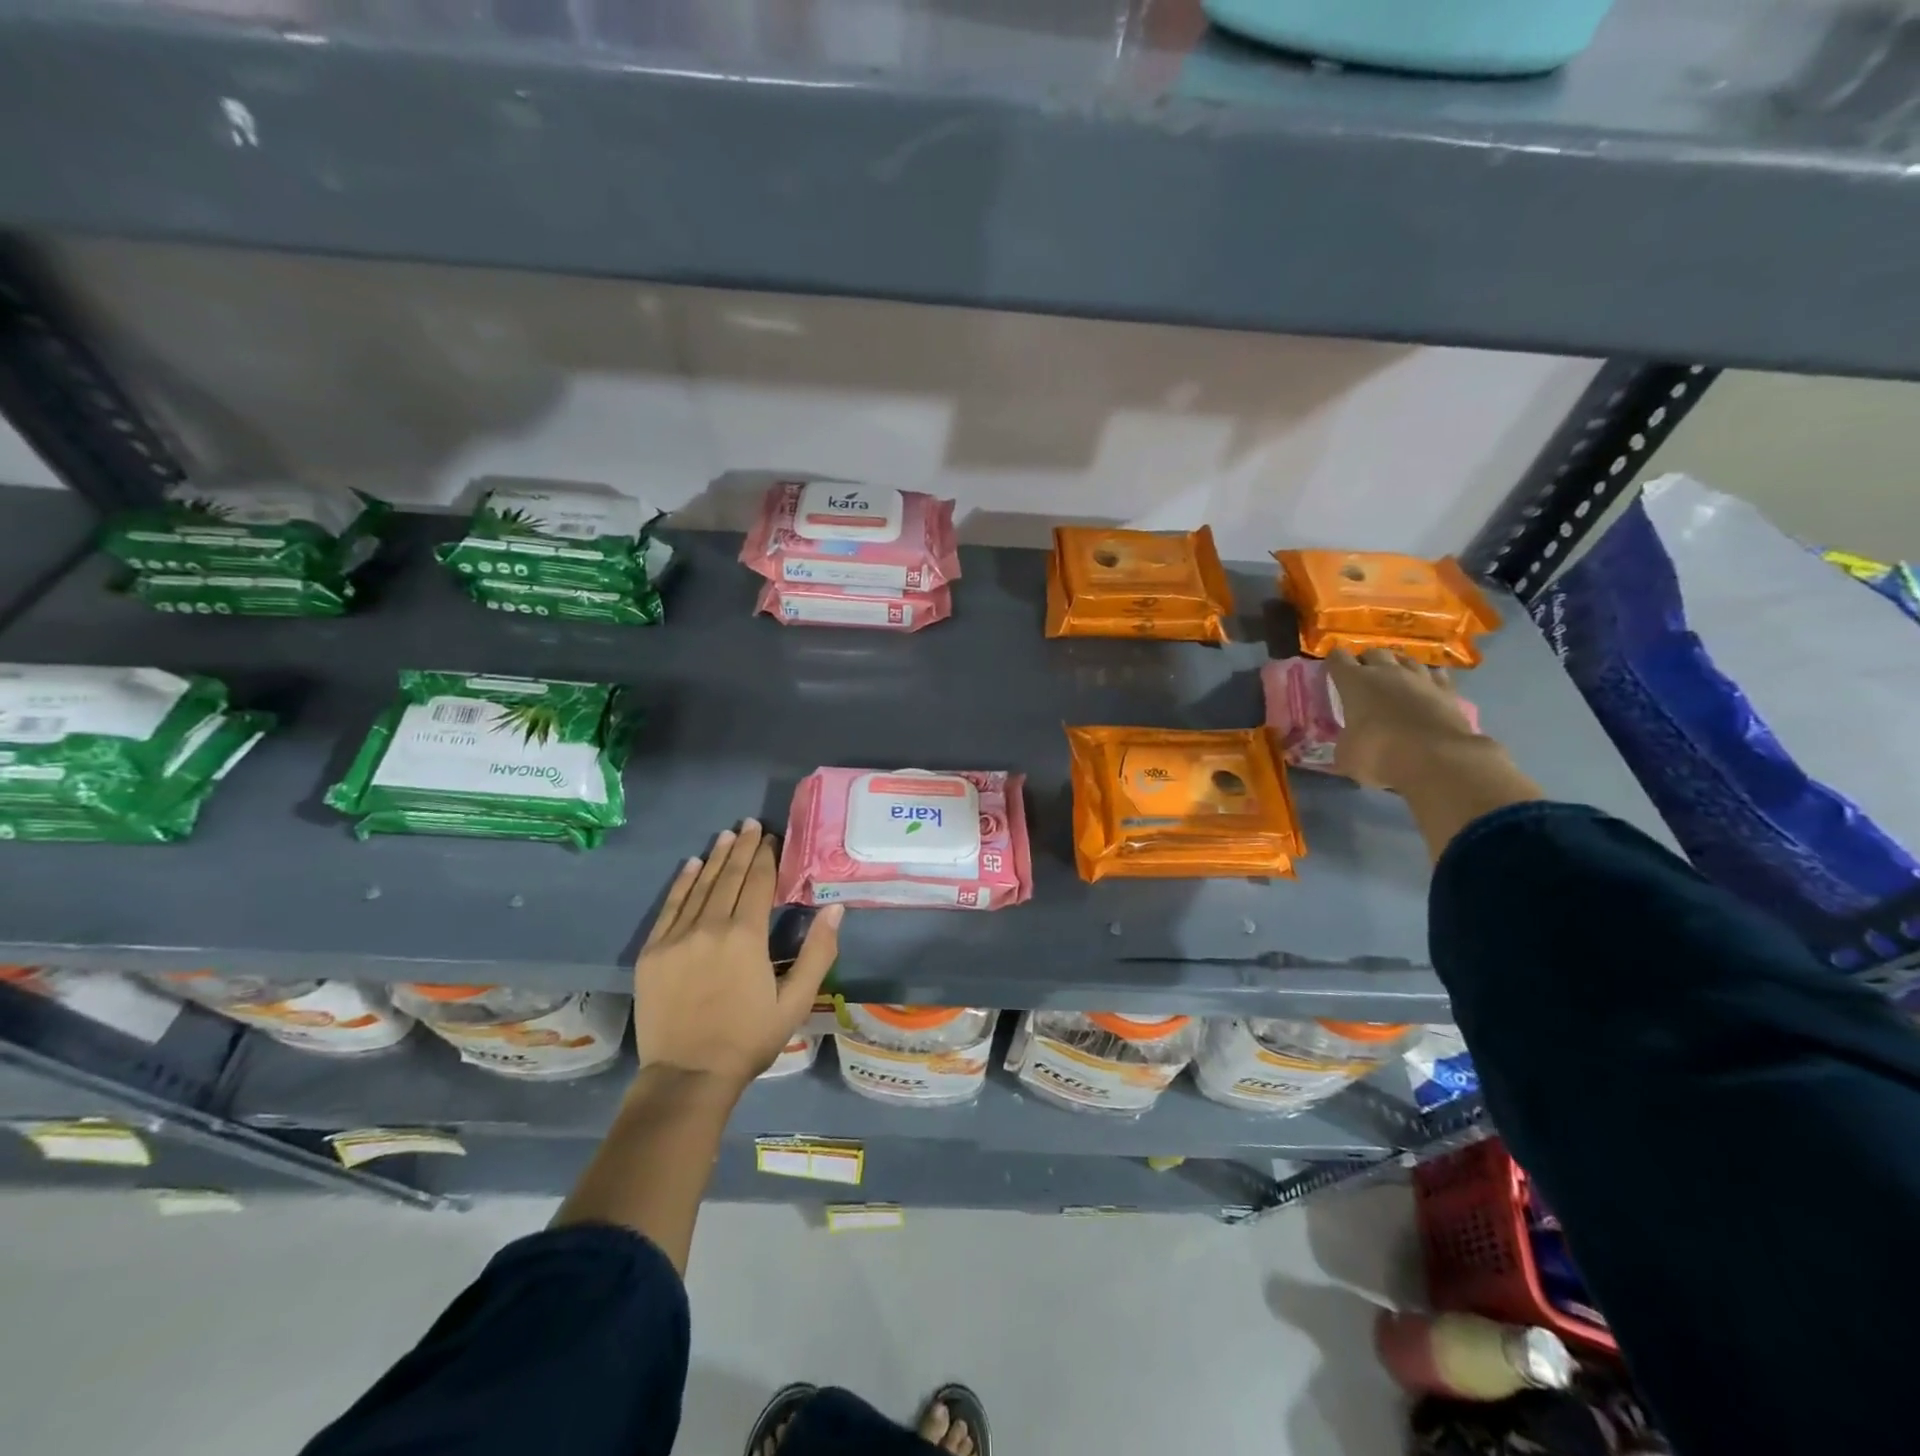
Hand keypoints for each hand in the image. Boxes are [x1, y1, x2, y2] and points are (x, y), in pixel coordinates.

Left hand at [633, 820, 842, 1089]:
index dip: (767, 857)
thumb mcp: (796, 1002)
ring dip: (715, 857)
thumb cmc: (748, 1039)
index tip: (772, 837)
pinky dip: (683, 882)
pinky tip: (692, 864)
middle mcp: (710, 926)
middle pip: (729, 876)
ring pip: (700, 886)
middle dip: (742, 847)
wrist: (688, 1076)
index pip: (758, 883)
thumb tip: (835, 909)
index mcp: (746, 936)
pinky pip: (670, 907)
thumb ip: (818, 953)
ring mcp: (677, 937)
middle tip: (750, 823)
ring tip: (726, 835)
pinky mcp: (653, 951)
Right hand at [1326, 648, 1480, 791]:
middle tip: (1363, 676)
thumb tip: (1346, 746)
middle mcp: (1387, 672)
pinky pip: (1435, 675)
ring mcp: (1420, 678)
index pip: (1338, 659)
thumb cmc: (1380, 754)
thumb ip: (1344, 743)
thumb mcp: (1346, 756)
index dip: (1334, 662)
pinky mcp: (1448, 691)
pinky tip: (1425, 688)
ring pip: (1406, 660)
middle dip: (1366, 661)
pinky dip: (1427, 679)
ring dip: (1397, 666)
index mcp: (1355, 682)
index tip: (1331, 669)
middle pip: (1374, 652)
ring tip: (1394, 679)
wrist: (1438, 759)